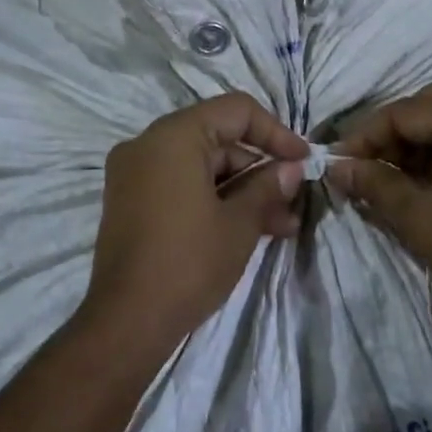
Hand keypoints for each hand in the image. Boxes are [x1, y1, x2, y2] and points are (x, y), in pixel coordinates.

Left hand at [83, 93, 309, 350]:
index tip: (303, 160)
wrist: (128, 321)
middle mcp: (146, 145)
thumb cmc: (189, 263)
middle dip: (259, 171)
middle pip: (217, 140)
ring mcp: (133, 174)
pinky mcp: (129, 202)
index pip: (235, 111)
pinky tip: (247, 229)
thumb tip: (290, 169)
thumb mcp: (239, 224)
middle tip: (292, 204)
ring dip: (241, 191)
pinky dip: (212, 200)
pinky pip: (179, 185)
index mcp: (173, 137)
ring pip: (200, 167)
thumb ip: (267, 187)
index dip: (275, 133)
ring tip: (281, 226)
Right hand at [327, 84, 431, 322]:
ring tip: (388, 178)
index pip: (404, 112)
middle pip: (429, 107)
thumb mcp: (416, 215)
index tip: (337, 163)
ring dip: (417, 144)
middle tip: (364, 166)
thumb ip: (372, 183)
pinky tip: (423, 181)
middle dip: (391, 135)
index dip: (364, 136)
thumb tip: (336, 167)